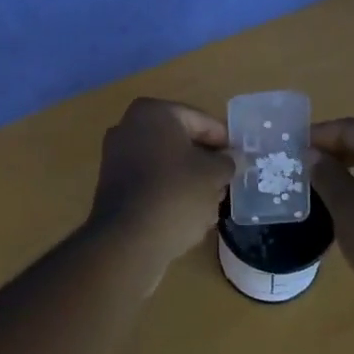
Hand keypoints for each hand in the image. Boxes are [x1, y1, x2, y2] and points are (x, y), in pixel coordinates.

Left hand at [87, 98, 234, 268]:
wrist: (128, 240)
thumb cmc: (175, 193)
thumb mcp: (213, 174)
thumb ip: (226, 161)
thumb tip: (229, 159)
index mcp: (153, 112)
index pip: (200, 120)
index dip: (223, 139)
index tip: (240, 158)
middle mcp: (129, 127)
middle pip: (180, 142)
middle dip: (204, 162)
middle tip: (227, 181)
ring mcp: (117, 157)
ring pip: (165, 164)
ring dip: (188, 180)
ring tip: (212, 203)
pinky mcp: (113, 187)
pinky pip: (150, 183)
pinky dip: (168, 193)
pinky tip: (188, 216)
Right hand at [309, 117, 353, 321]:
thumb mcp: (346, 205)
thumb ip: (325, 173)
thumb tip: (312, 154)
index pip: (348, 128)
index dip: (318, 135)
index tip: (291, 147)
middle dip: (330, 152)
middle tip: (300, 166)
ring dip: (344, 170)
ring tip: (317, 185)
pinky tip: (344, 206)